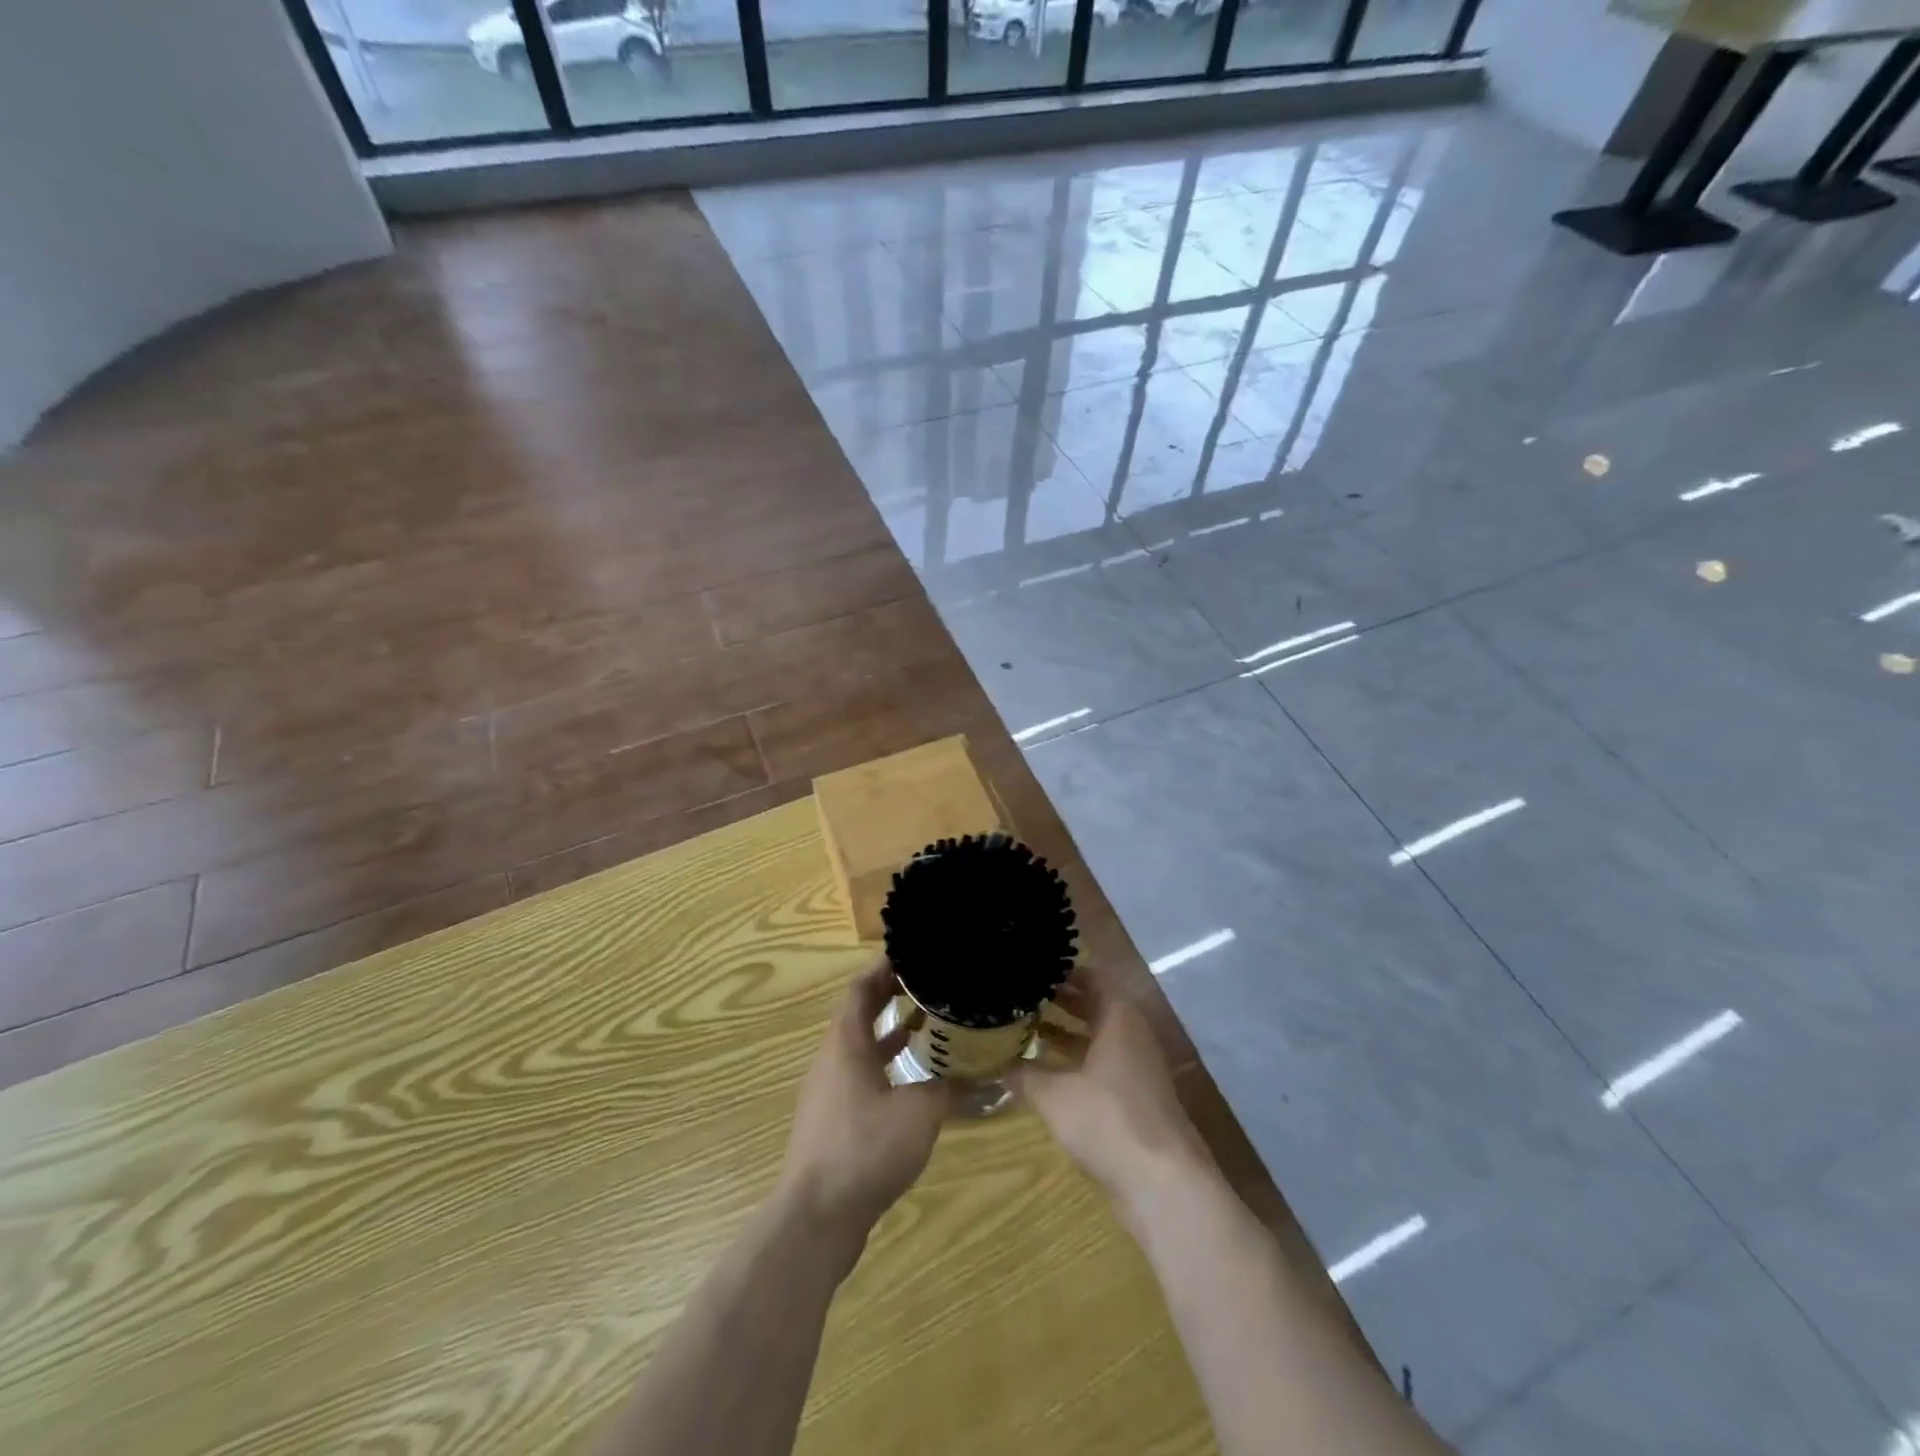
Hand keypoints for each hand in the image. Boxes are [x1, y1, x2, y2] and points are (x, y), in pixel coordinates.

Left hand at [776, 960, 954, 1250]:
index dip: (882, 967)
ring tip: (926, 1021)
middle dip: (889, 994)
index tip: (910, 953)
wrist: (816, 1218)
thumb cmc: (864, 1149)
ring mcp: (829, 1092)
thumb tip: (976, 1075)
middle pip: (858, 1014)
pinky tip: (913, 1078)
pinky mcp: (833, 1121)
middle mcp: (832, 1060)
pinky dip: (886, 1065)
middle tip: (925, 981)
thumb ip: (947, 1087)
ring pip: (860, 1047)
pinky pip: (861, 1076)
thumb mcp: (919, 1112)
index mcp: (845, 1044)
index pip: (859, 988)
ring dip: (889, 1031)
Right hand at [1011, 968, 1213, 1213]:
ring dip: (1067, 1034)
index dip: (1064, 973)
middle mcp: (1133, 1035)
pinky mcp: (1137, 1100)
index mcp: (1119, 1018)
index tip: (1033, 970)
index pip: (1092, 978)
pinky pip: (1104, 1067)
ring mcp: (1138, 1069)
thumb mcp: (1054, 1095)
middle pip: (1096, 1007)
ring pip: (1099, 1039)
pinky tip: (1048, 1074)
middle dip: (1062, 1002)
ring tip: (1028, 1030)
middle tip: (1024, 997)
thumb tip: (998, 1064)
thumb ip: (1025, 1074)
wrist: (1163, 1185)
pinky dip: (1078, 1063)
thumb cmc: (1108, 1121)